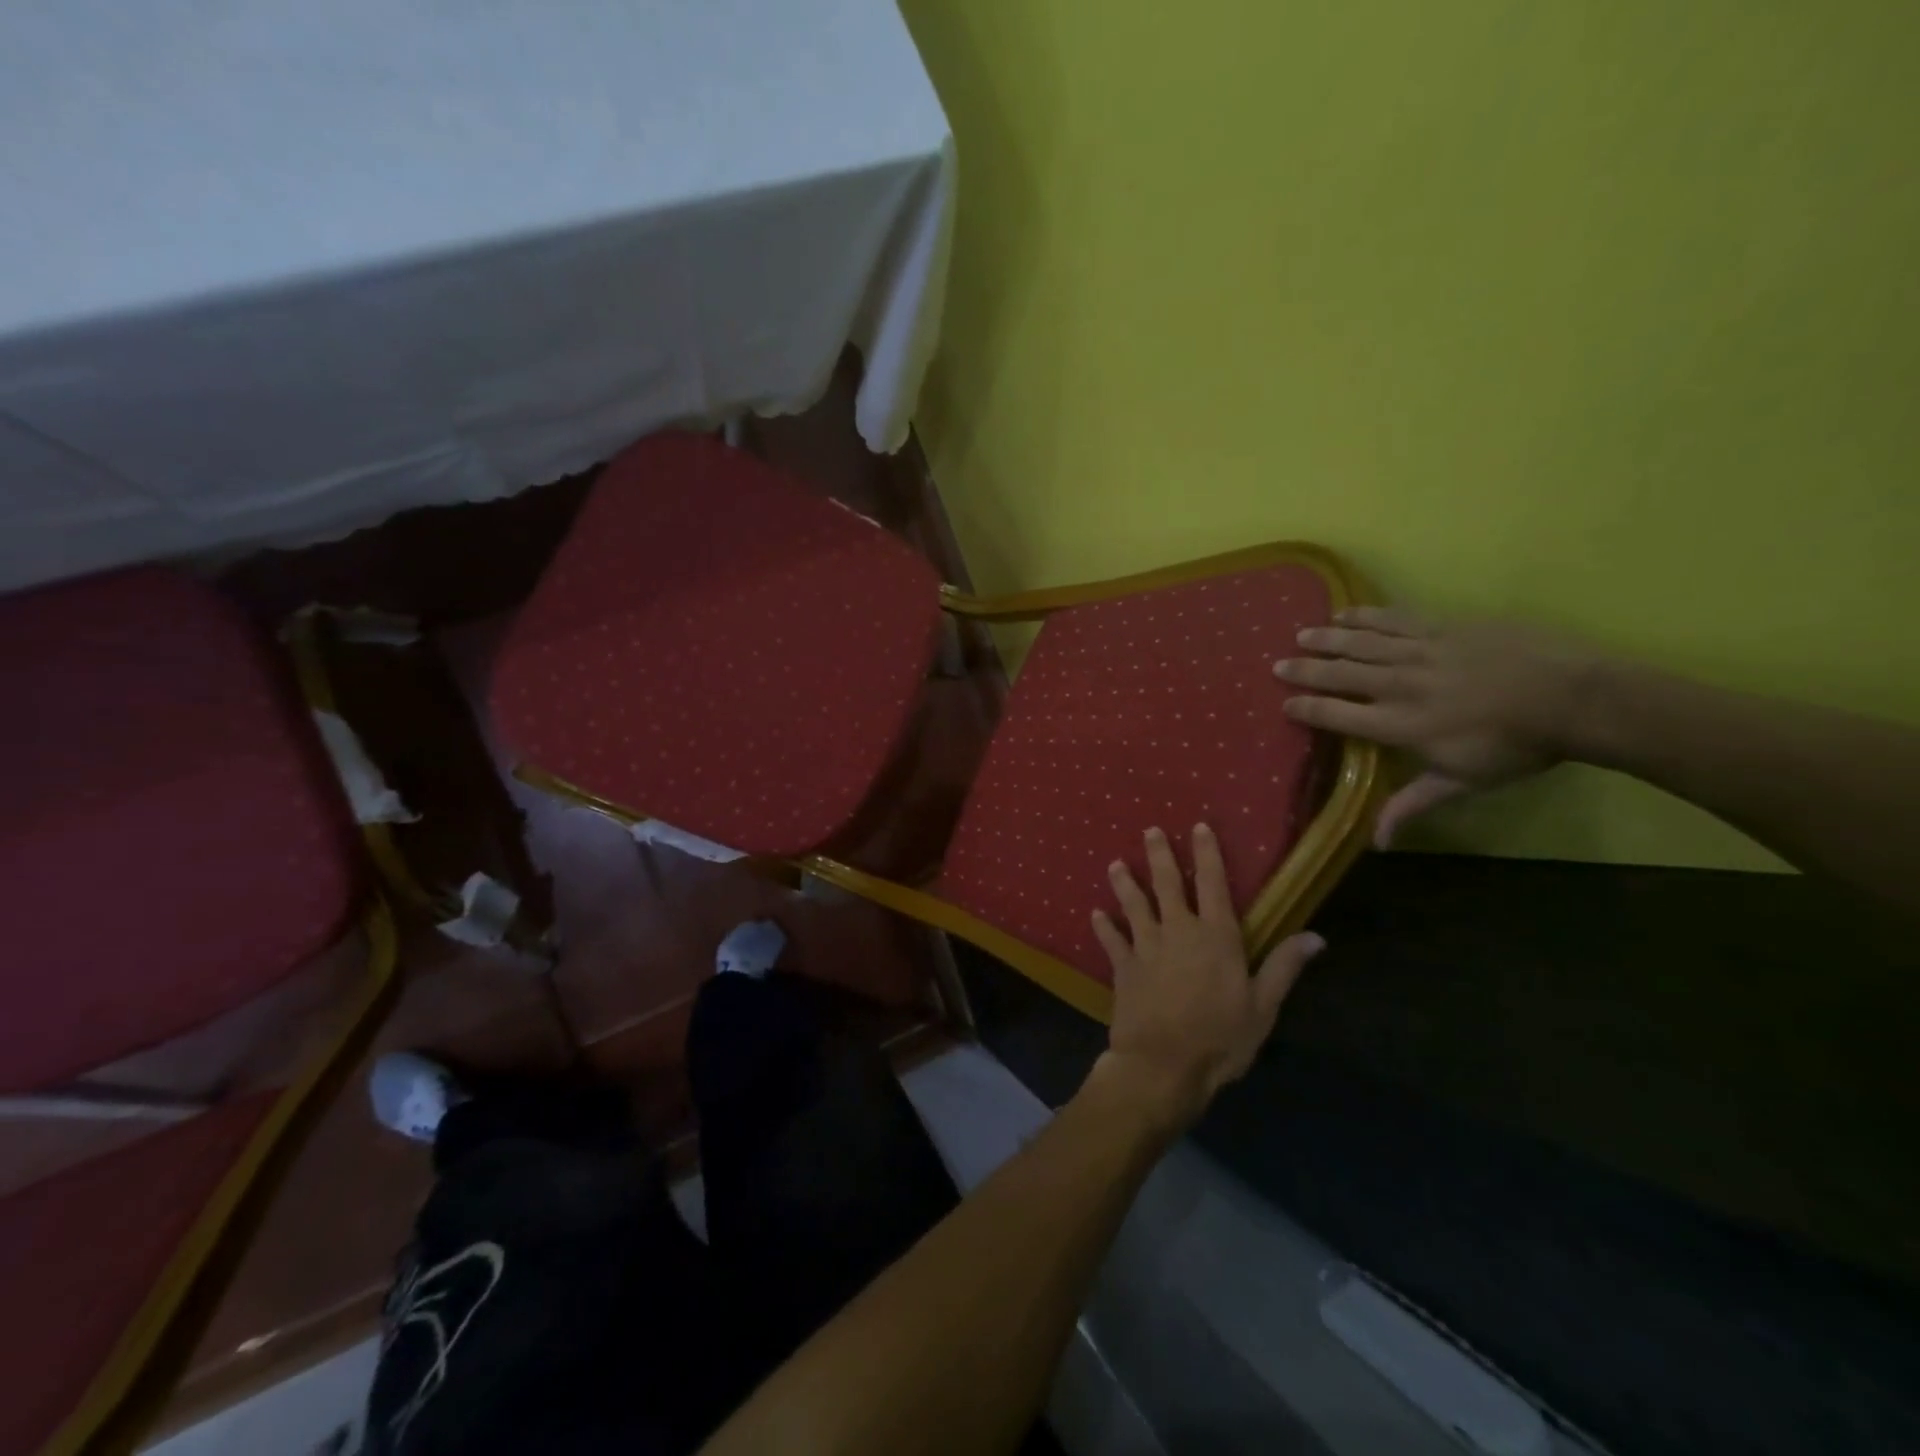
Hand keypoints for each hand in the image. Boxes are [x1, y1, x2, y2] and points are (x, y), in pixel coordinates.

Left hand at [1091, 825, 1324, 1127]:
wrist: (1164, 1064)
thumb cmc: (1220, 1038)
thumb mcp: (1263, 1006)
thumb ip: (1284, 967)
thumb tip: (1316, 936)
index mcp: (1216, 936)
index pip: (1213, 883)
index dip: (1207, 853)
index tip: (1198, 826)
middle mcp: (1178, 931)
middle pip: (1167, 884)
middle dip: (1159, 855)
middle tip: (1149, 830)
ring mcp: (1146, 947)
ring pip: (1134, 905)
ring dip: (1125, 883)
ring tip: (1115, 863)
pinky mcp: (1123, 967)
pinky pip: (1111, 941)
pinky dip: (1103, 927)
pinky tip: (1095, 914)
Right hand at [1274, 607, 1597, 846]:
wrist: (1575, 698)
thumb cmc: (1517, 748)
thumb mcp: (1462, 783)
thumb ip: (1412, 805)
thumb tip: (1376, 843)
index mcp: (1399, 725)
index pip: (1337, 715)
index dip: (1306, 709)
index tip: (1284, 704)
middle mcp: (1399, 684)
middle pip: (1340, 674)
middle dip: (1305, 670)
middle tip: (1276, 666)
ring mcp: (1421, 651)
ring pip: (1361, 641)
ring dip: (1327, 638)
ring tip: (1301, 635)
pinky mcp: (1444, 627)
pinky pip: (1394, 618)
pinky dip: (1366, 615)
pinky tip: (1346, 612)